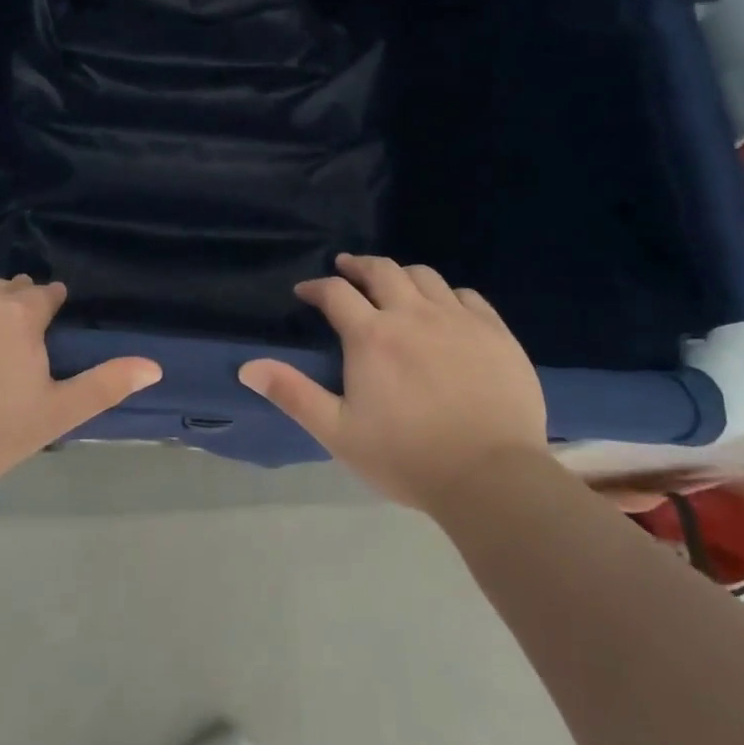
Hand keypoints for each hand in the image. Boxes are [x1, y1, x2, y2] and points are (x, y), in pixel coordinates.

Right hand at [238, 254, 547, 512]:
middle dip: (357, 266)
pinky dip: (447, 294)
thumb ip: (293, 394)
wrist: (492, 478)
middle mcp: (413, 315)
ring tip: (393, 285)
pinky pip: (467, 296)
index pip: (336, 293)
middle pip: (381, 270)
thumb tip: (248, 366)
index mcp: (372, 336)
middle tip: (345, 268)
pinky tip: (444, 308)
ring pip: (424, 276)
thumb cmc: (406, 458)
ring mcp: (459, 320)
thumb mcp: (338, 432)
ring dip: (400, 274)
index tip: (306, 292)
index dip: (316, 288)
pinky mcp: (495, 333)